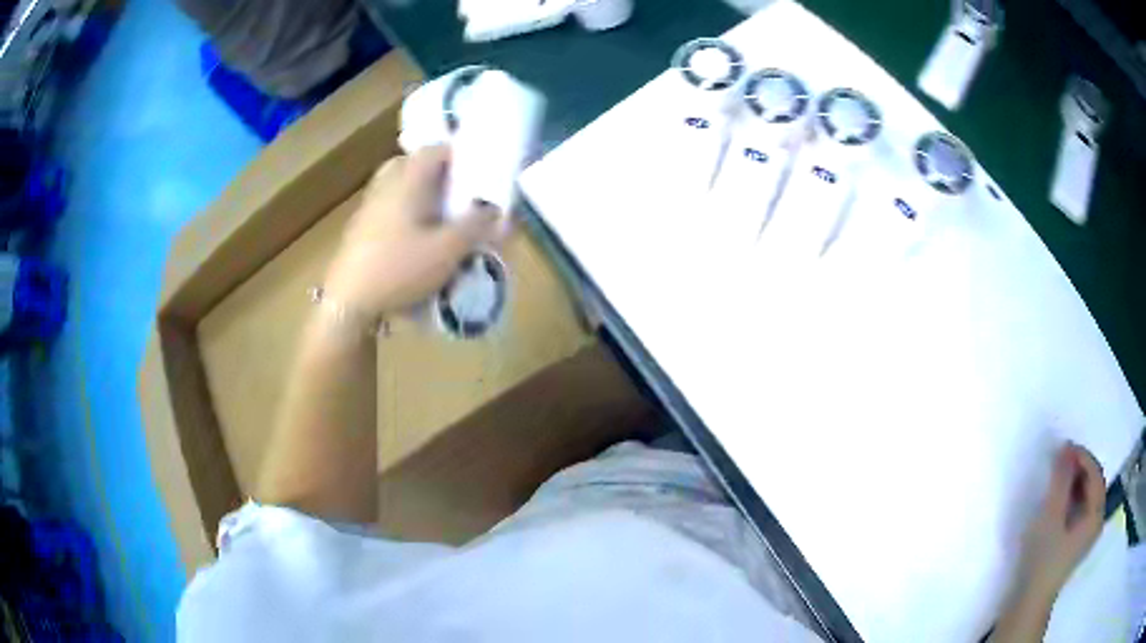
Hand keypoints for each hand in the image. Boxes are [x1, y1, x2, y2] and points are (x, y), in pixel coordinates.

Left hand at [324, 146, 501, 318]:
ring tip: (437, 218)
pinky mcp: (358, 233)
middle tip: (454, 192)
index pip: (433, 150)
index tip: (476, 171)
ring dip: (417, 195)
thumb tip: (494, 210)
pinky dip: (402, 215)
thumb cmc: (400, 269)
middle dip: (434, 173)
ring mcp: (367, 209)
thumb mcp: (448, 251)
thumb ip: (475, 227)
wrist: (349, 304)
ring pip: (395, 188)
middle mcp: (384, 188)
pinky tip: (413, 242)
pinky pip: (385, 210)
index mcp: (406, 182)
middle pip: (409, 164)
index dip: (457, 155)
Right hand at [1016, 442, 1105, 604]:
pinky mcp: (1078, 543)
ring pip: (1088, 496)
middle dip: (1080, 468)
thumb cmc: (1042, 559)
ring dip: (1076, 482)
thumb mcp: (1050, 517)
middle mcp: (1097, 520)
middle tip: (1061, 461)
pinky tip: (1060, 501)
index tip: (1063, 448)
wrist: (1028, 603)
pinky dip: (1074, 498)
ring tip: (1059, 477)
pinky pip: (1082, 509)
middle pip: (1094, 483)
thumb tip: (1066, 449)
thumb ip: (1061, 480)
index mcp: (1096, 514)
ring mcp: (1088, 534)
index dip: (1082, 456)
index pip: (1095, 473)